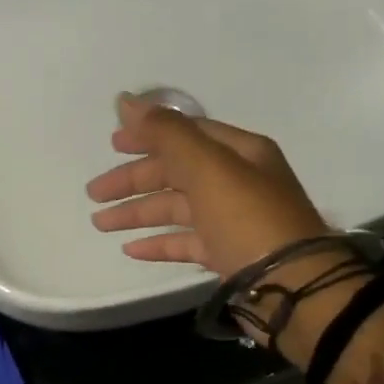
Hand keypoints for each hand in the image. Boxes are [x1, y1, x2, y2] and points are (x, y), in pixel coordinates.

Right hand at [85, 94, 329, 276]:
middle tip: (94, 193)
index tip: (111, 144)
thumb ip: (165, 133)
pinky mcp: (226, 253)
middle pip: (175, 173)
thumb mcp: (206, 166)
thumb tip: (125, 101)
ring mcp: (232, 220)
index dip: (148, 135)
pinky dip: (158, 242)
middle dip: (133, 180)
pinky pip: (185, 242)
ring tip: (100, 223)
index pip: (187, 134)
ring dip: (136, 213)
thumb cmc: (247, 217)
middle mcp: (237, 181)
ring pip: (175, 209)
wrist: (289, 282)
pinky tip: (131, 249)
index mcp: (239, 152)